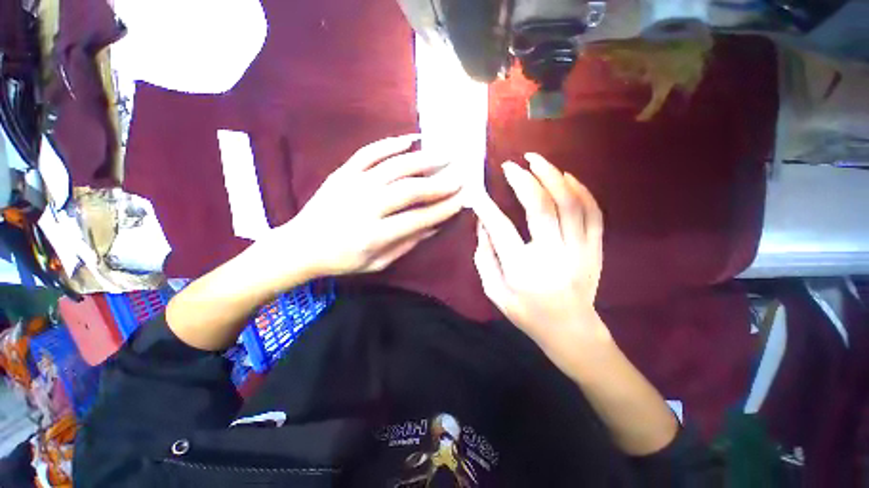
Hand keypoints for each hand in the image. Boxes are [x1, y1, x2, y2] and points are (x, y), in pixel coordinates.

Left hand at [279, 135, 463, 276]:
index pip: (418, 218)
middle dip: (440, 183)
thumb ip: (407, 243)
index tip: (462, 200)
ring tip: (445, 154)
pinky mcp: (343, 173)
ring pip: (395, 167)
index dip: (443, 209)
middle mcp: (366, 207)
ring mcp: (353, 185)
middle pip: (410, 190)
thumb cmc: (342, 260)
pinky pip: (369, 152)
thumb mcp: (378, 262)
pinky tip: (410, 139)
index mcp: (374, 235)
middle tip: (460, 177)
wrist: (300, 246)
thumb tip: (434, 226)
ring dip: (424, 160)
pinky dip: (391, 143)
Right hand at [472, 153, 609, 363]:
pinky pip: (593, 212)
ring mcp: (579, 250)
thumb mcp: (494, 291)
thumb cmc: (527, 314)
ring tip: (537, 160)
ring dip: (552, 176)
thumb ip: (484, 257)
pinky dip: (581, 190)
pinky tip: (566, 177)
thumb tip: (483, 223)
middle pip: (541, 207)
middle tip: (510, 165)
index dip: (487, 206)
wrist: (571, 331)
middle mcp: (552, 256)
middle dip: (523, 180)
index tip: (477, 190)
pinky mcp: (595, 249)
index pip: (501, 228)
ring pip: (570, 203)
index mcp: (523, 270)